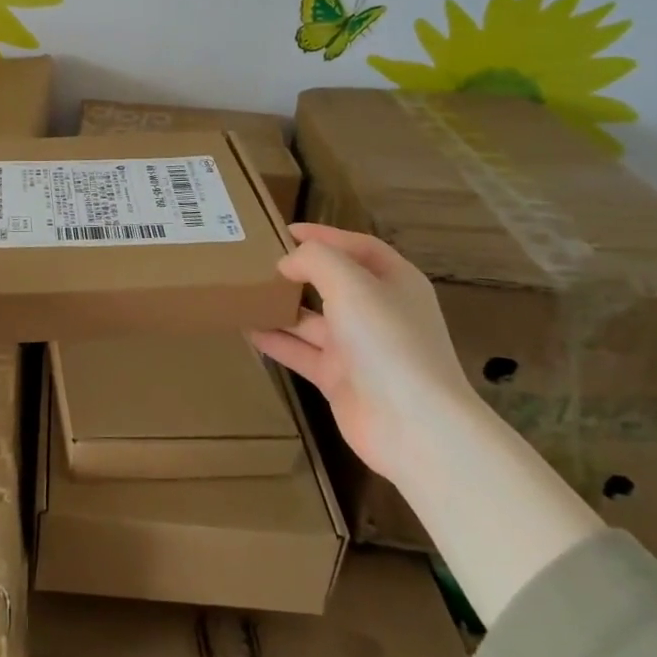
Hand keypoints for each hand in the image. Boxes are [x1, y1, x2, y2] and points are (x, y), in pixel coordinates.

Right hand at [249, 222, 478, 486]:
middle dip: (299, 271)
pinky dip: (277, 341)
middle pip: (334, 282)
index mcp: (395, 282)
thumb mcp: (350, 283)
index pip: (358, 246)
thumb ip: (315, 260)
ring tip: (243, 293)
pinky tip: (247, 329)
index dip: (324, 235)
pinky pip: (302, 352)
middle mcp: (378, 312)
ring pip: (313, 320)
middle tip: (257, 261)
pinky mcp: (340, 379)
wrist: (413, 425)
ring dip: (281, 307)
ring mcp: (359, 348)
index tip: (283, 231)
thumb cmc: (386, 340)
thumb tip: (287, 262)